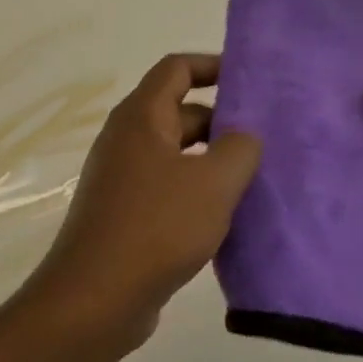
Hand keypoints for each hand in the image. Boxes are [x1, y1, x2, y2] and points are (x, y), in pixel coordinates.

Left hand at [21, 54, 261, 356]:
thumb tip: (245, 134)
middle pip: (178, 110)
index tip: (250, 80)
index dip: (212, 66)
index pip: (176, 69)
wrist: (96, 295)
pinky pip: (167, 186)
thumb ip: (239, 150)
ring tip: (256, 178)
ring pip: (175, 153)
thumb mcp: (212, 184)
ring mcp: (122, 176)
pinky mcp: (124, 211)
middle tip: (266, 139)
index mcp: (141, 117)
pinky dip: (195, 190)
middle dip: (221, 120)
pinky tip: (226, 215)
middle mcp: (126, 138)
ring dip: (211, 159)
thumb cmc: (156, 227)